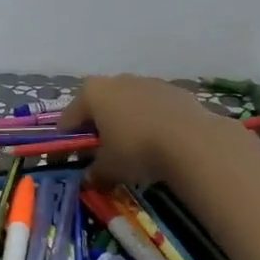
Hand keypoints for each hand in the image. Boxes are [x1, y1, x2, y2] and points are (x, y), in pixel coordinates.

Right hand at [61, 76, 231, 189]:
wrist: (192, 141)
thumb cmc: (136, 149)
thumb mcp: (109, 168)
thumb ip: (94, 172)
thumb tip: (89, 179)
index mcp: (92, 93)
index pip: (69, 118)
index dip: (68, 139)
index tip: (71, 157)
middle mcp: (117, 80)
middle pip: (99, 105)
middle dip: (98, 126)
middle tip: (102, 151)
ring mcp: (147, 82)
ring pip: (128, 103)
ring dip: (126, 121)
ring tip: (133, 148)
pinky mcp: (174, 90)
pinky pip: (153, 107)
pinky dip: (151, 121)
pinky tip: (159, 142)